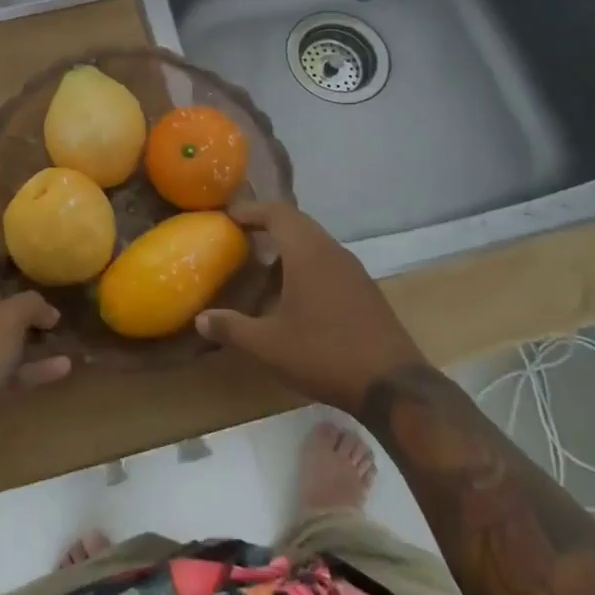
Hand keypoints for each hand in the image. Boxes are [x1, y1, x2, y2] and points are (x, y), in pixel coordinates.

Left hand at [0, 268, 71, 444]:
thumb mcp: (5, 319)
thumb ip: (31, 304)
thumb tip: (49, 311)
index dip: (14, 269)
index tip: (44, 266)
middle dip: (28, 308)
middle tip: (62, 302)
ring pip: (3, 343)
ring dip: (34, 340)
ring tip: (66, 335)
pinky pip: (6, 372)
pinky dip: (31, 368)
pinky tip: (63, 367)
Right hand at [196, 202, 424, 413]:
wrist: (393, 384)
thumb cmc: (324, 354)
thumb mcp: (269, 346)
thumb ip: (232, 328)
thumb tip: (200, 319)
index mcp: (308, 252)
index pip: (277, 212)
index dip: (251, 210)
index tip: (227, 217)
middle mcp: (332, 250)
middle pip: (296, 223)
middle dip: (267, 226)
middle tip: (241, 239)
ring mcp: (353, 269)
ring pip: (314, 243)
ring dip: (288, 249)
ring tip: (263, 271)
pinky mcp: (365, 289)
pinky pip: (328, 262)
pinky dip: (306, 266)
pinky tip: (295, 298)